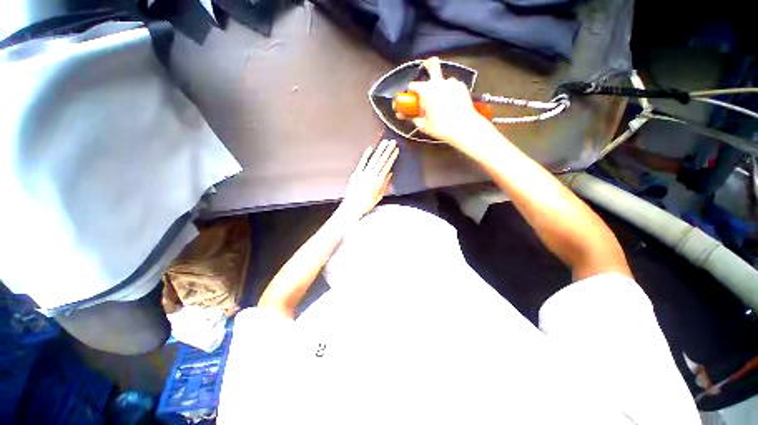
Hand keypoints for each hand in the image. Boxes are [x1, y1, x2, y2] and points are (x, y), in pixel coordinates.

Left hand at [341, 139, 398, 217]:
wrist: (353, 207)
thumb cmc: (366, 203)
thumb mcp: (380, 195)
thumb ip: (386, 184)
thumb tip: (390, 174)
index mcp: (379, 181)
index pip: (387, 166)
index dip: (392, 157)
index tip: (396, 150)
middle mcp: (372, 176)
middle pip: (381, 160)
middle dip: (388, 150)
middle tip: (392, 142)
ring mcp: (363, 174)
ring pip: (373, 159)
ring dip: (379, 150)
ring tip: (384, 143)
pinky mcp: (356, 174)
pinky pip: (362, 162)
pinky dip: (366, 155)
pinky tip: (370, 149)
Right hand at [400, 57, 491, 144]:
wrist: (464, 128)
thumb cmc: (441, 128)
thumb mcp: (423, 126)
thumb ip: (413, 118)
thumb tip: (403, 116)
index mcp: (426, 91)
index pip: (413, 85)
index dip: (411, 91)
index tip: (412, 98)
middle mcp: (439, 82)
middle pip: (432, 64)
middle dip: (427, 65)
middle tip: (426, 72)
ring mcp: (453, 83)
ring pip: (444, 80)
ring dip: (441, 86)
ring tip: (442, 100)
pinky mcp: (463, 87)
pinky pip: (454, 86)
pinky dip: (451, 91)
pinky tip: (452, 102)